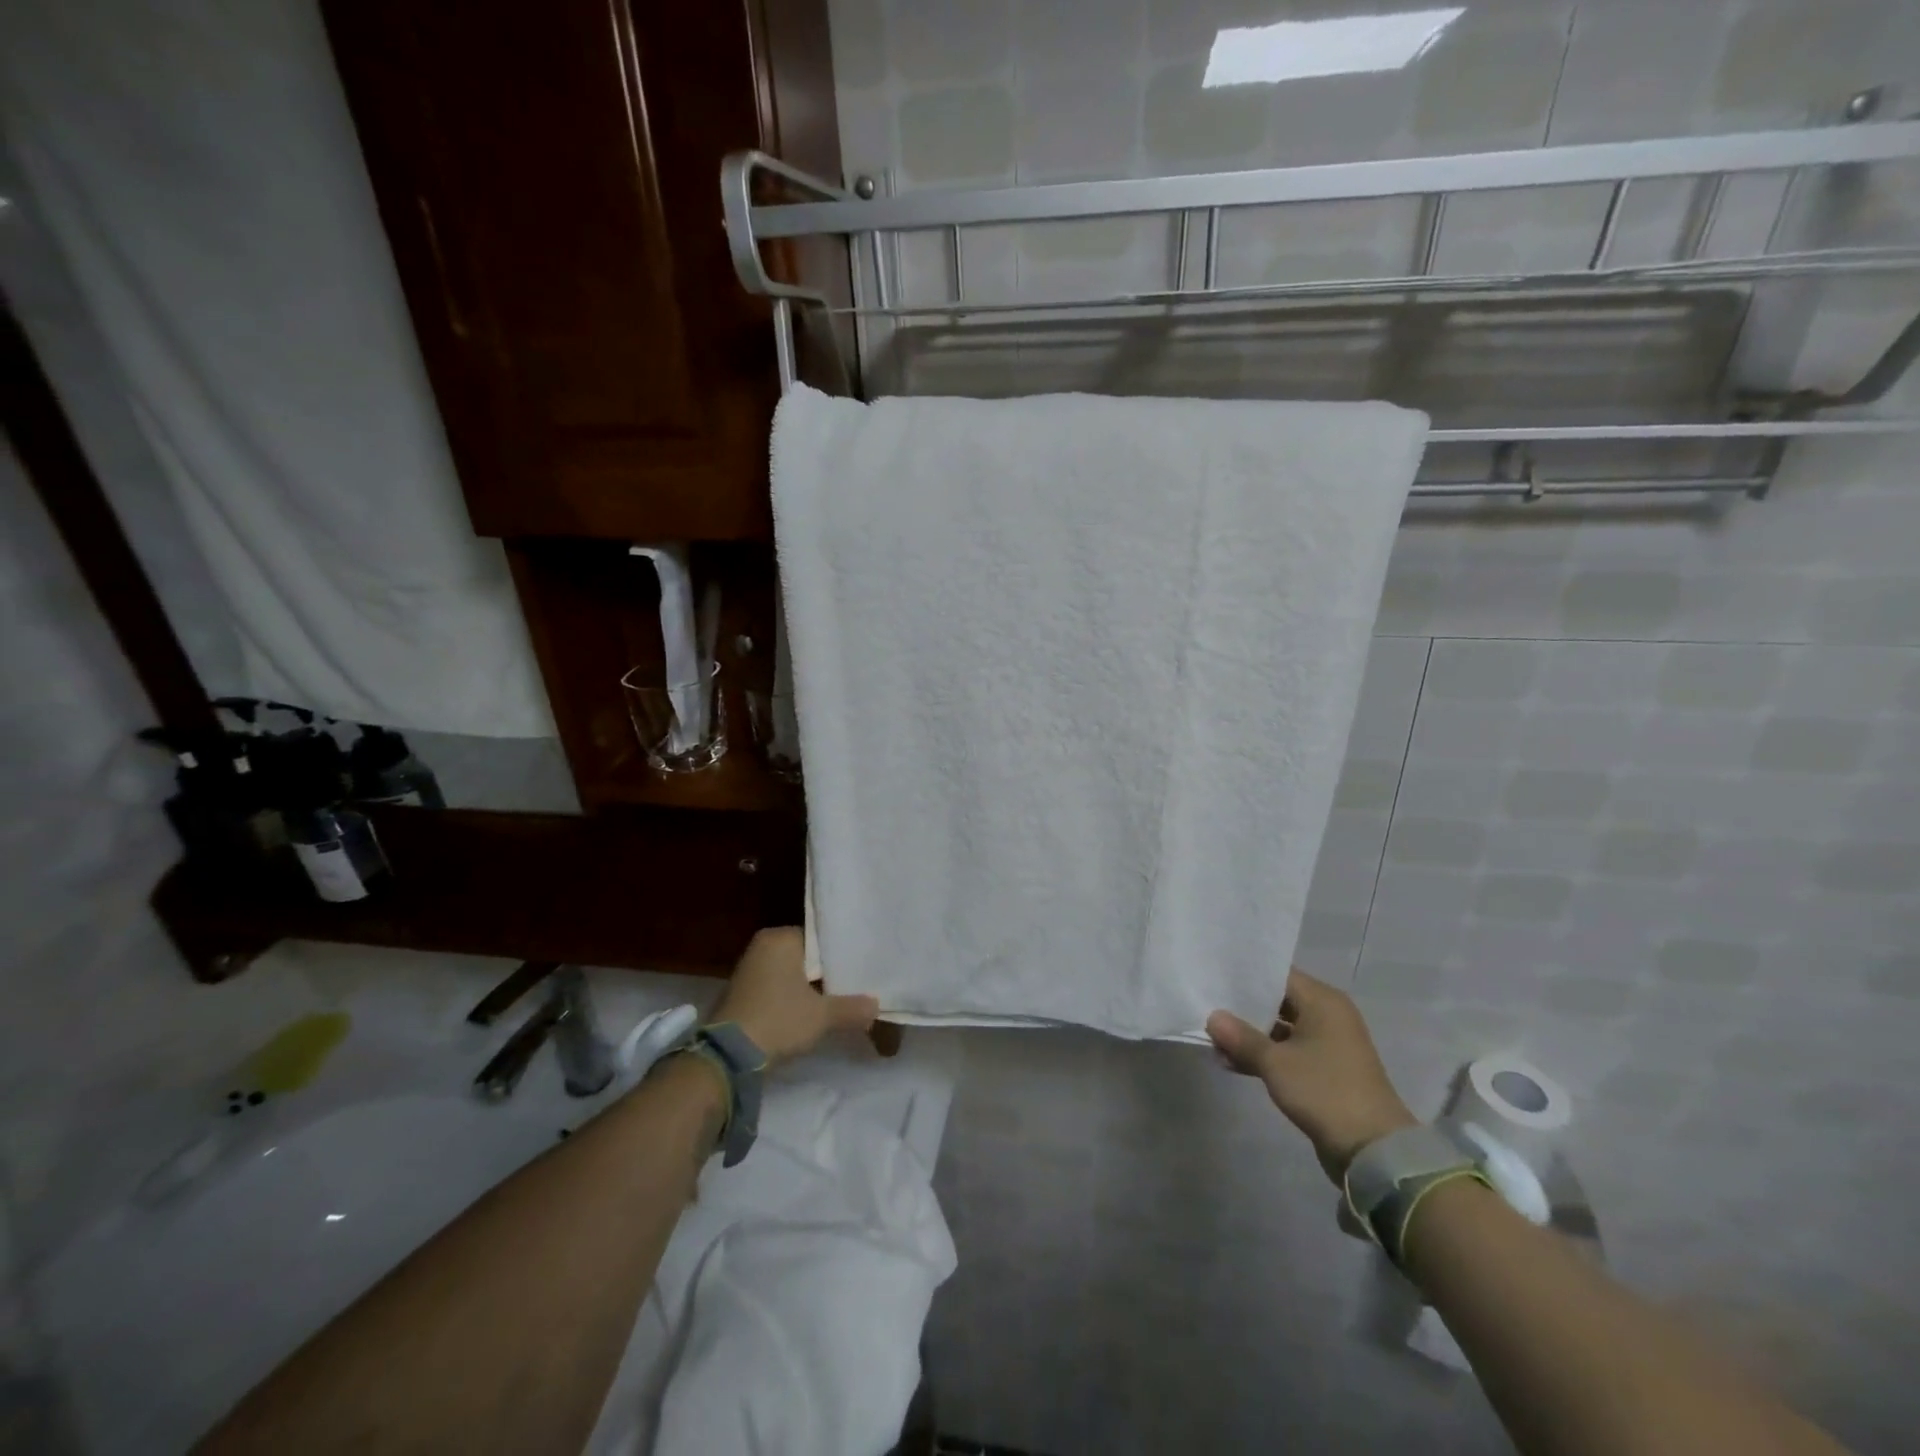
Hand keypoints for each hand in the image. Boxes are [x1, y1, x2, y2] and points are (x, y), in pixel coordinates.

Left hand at [712, 927, 878, 1066]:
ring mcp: (748, 971)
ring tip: (838, 1000)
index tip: (860, 967)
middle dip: (826, 973)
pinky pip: (776, 989)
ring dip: (809, 989)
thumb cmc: (779, 1019)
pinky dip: (791, 999)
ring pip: (791, 974)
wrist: (728, 1057)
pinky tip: (810, 1013)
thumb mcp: (822, 1016)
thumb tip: (876, 1006)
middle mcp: (762, 946)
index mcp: (780, 938)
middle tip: (854, 984)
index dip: (841, 955)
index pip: (820, 938)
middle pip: (806, 957)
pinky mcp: (741, 994)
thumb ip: (852, 1008)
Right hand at [1207, 968, 1415, 1184]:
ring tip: (1213, 1039)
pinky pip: (1289, 1050)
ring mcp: (1328, 1044)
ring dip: (1251, 1035)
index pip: (1278, 974)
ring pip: (1281, 1028)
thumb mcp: (1275, 1062)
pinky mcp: (1326, 1069)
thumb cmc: (1324, 1091)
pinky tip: (1232, 1062)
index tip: (1214, 976)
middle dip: (1243, 1007)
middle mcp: (1328, 1015)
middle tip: (1208, 1005)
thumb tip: (1212, 1017)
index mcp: (1323, 1001)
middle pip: (1278, 1000)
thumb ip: (1241, 1037)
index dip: (1245, 975)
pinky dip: (1265, 1054)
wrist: (1372, 1149)